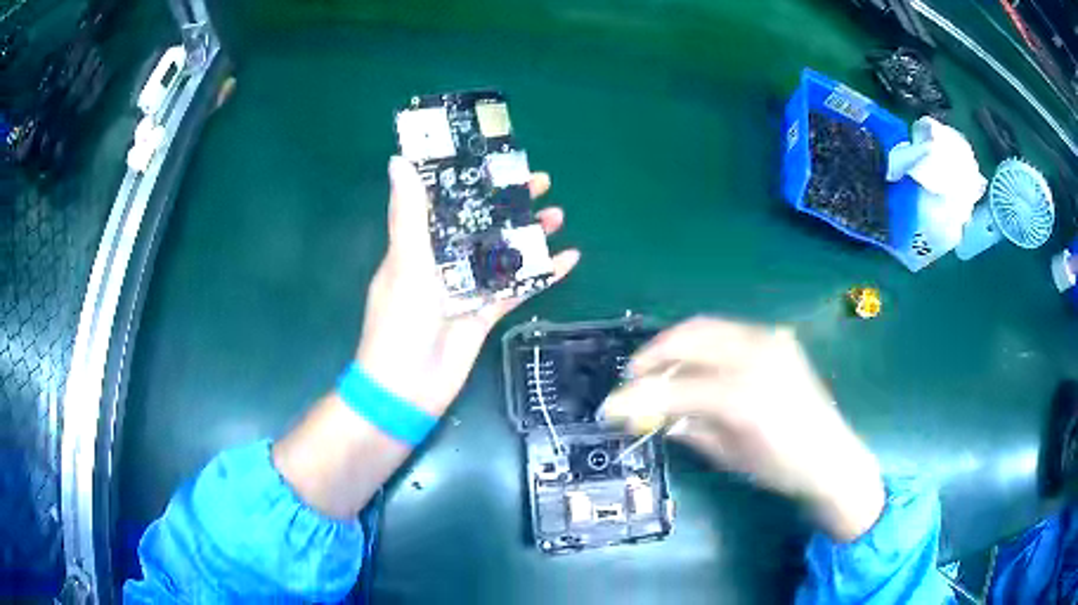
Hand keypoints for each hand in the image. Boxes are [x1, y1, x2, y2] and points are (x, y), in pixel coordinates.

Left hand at [357, 157, 579, 414]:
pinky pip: (516, 288)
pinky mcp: (484, 314)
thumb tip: (399, 161)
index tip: (497, 160)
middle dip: (510, 203)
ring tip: (559, 215)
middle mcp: (442, 262)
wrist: (407, 391)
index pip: (446, 202)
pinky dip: (541, 275)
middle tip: (542, 182)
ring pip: (502, 253)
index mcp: (418, 245)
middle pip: (481, 224)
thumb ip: (408, 216)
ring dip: (529, 234)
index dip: (471, 180)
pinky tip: (568, 259)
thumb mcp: (405, 265)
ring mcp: (466, 288)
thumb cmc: (400, 324)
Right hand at [602, 317, 884, 541]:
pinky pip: (727, 330)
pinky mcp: (776, 338)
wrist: (831, 455)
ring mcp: (769, 340)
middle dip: (652, 356)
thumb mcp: (728, 455)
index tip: (609, 407)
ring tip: (656, 367)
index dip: (636, 397)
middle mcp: (756, 356)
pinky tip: (692, 362)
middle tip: (631, 377)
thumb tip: (647, 415)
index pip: (675, 388)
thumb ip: (686, 427)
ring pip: (705, 326)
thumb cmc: (780, 467)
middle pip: (688, 338)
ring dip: (674, 344)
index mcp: (744, 396)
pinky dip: (701, 342)